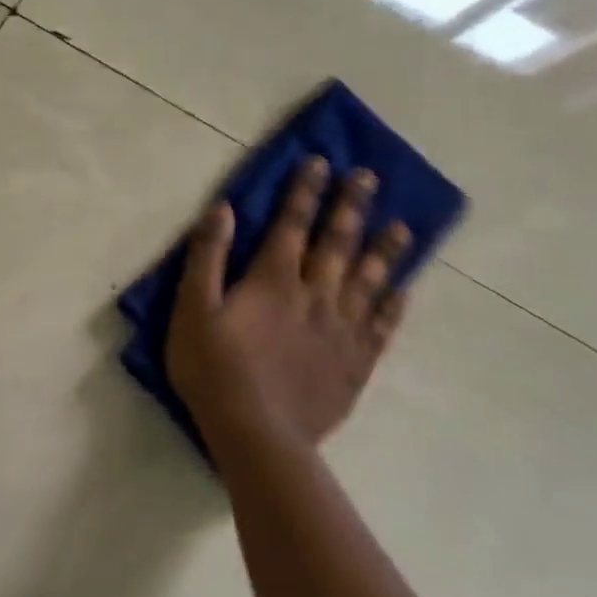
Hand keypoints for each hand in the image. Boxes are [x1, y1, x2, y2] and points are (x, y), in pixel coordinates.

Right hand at [167, 157, 409, 454]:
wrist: (256, 434)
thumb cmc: (214, 368)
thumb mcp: (192, 308)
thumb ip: (208, 256)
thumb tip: (223, 209)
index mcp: (274, 280)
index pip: (293, 224)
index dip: (305, 191)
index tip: (321, 163)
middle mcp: (315, 296)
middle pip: (338, 243)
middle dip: (351, 207)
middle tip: (369, 177)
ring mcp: (341, 331)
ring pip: (369, 280)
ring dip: (385, 250)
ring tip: (403, 225)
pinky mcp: (354, 363)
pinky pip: (381, 326)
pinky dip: (393, 305)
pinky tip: (403, 290)